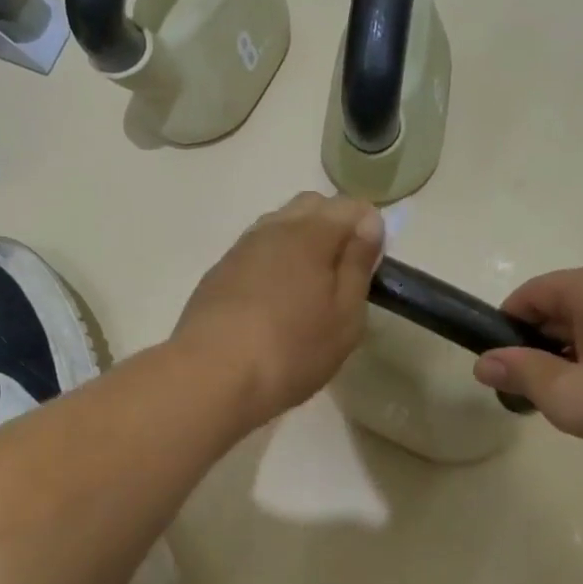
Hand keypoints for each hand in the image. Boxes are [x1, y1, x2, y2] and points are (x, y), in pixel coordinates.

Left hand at [177, 192, 384, 422]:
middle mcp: (273, 228)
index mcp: (311, 233)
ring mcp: (241, 249)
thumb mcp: (345, 315)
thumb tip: (369, 222)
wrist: (212, 377)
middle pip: (311, 206)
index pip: (351, 206)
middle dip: (333, 227)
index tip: (370, 265)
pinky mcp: (218, 273)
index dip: (368, 228)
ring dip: (300, 244)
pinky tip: (274, 301)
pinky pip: (256, 252)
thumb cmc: (293, 350)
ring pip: (279, 227)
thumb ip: (358, 264)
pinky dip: (272, 264)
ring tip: (308, 289)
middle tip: (342, 274)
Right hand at [472, 265, 582, 458]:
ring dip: (572, 356)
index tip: (500, 368)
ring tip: (574, 398)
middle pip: (560, 307)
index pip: (529, 294)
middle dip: (539, 346)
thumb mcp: (568, 396)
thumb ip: (521, 374)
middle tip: (535, 391)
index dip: (504, 329)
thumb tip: (483, 363)